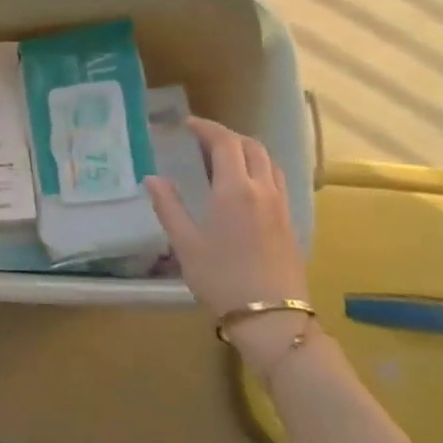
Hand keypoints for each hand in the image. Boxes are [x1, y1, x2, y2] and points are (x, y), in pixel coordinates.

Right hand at [146, 119, 311, 374]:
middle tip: (203, 139)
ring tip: (225, 158)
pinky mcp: (290, 222)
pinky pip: (277, 181)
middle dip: (227, 136)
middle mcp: (262, 189)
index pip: (225, 142)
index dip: (206, 128)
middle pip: (251, 146)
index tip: (188, 124)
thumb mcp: (185, 243)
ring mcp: (281, 205)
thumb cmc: (221, 279)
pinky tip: (245, 186)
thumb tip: (152, 178)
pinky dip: (260, 169)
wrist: (271, 317)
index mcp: (234, 189)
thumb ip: (168, 206)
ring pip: (269, 162)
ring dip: (247, 150)